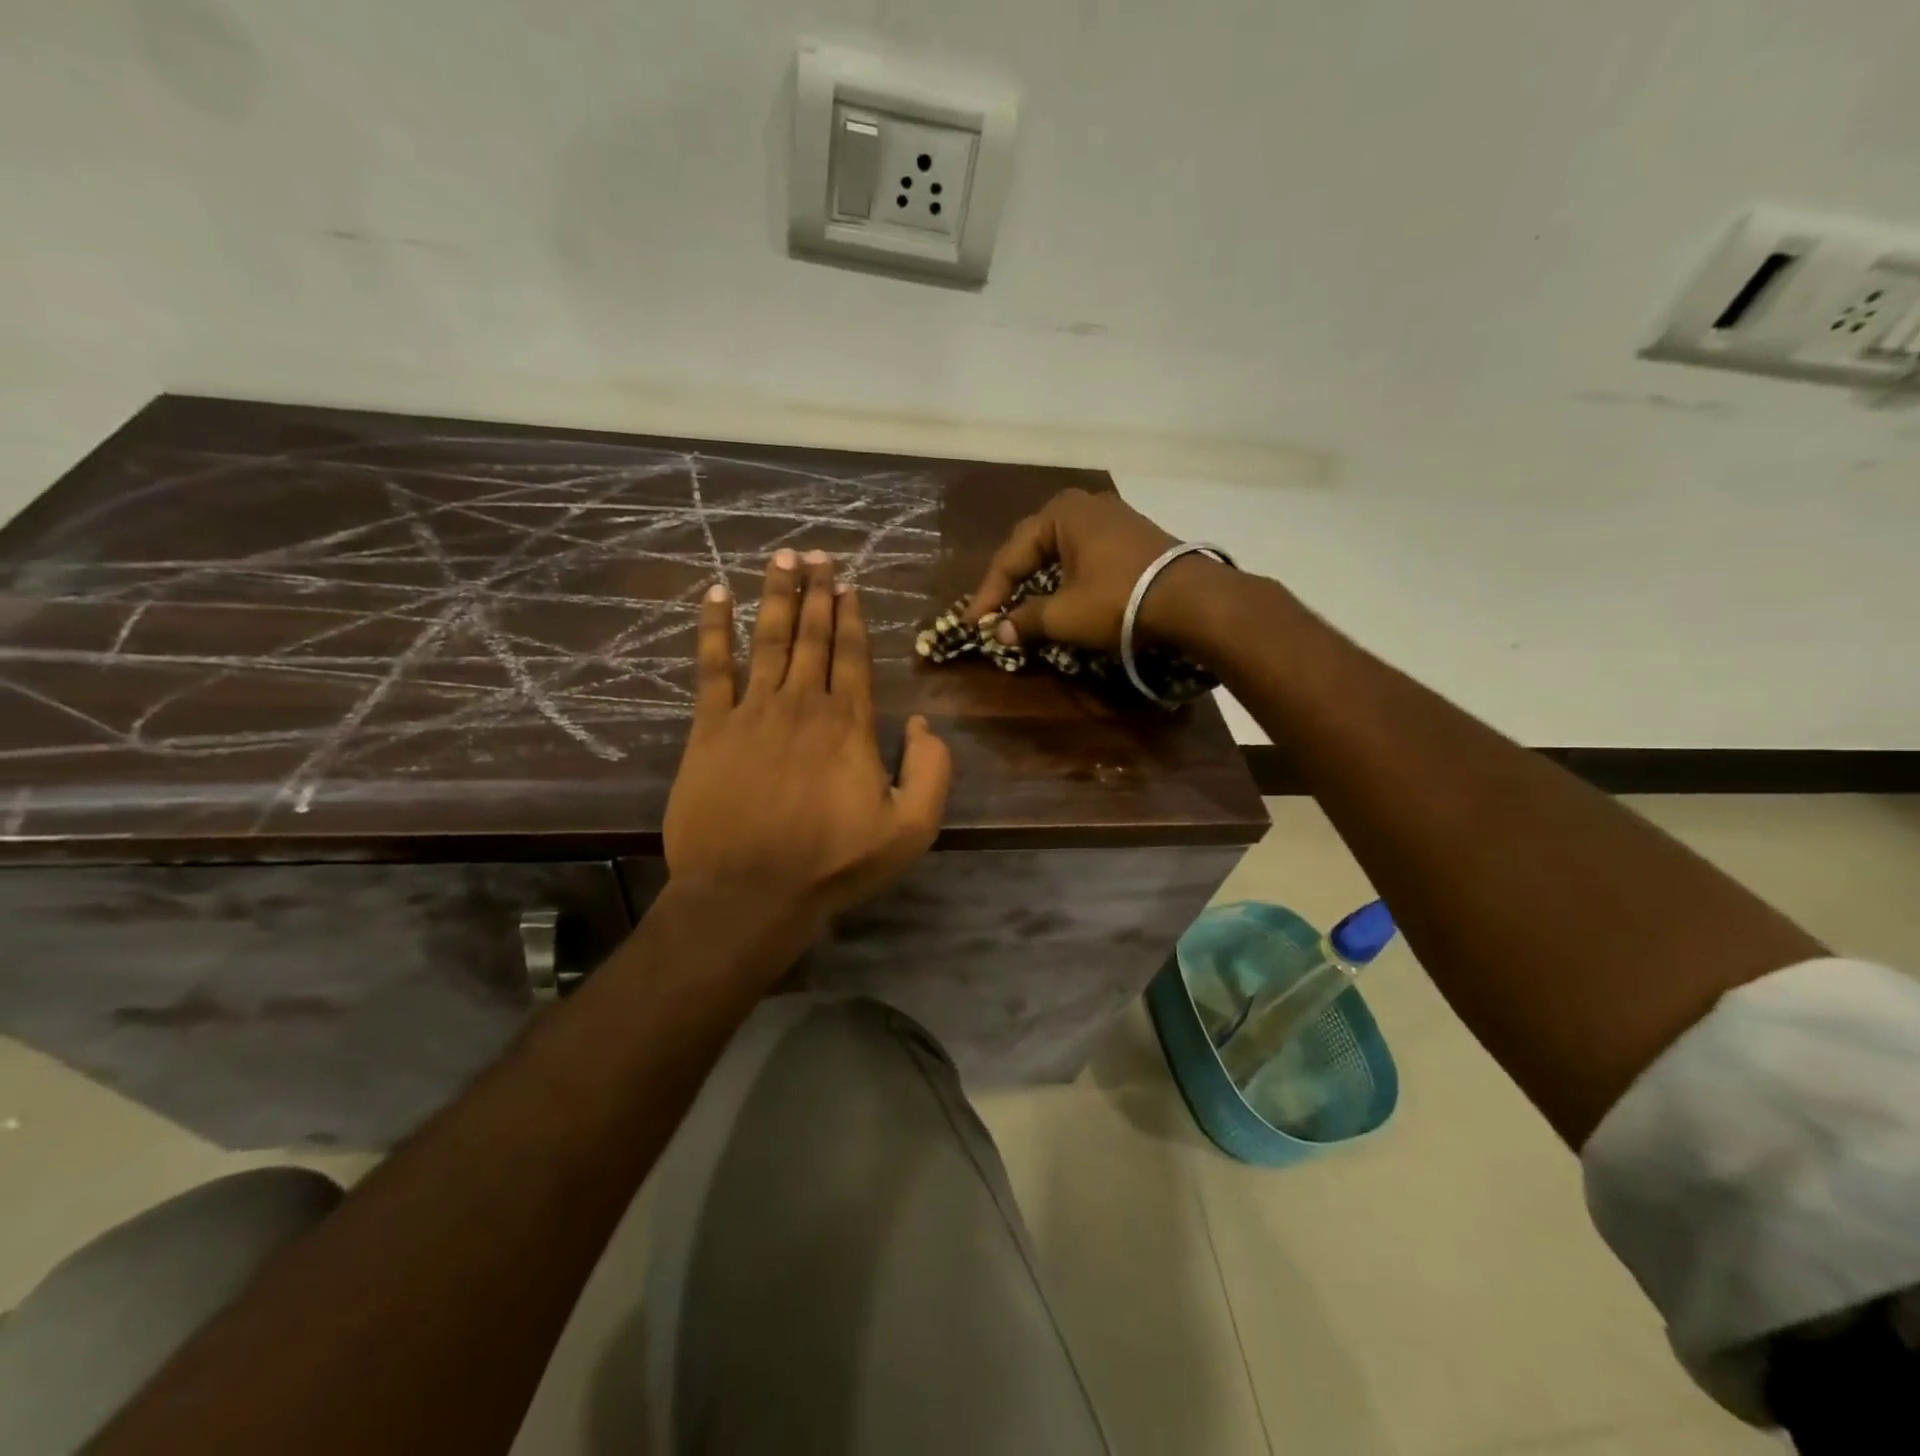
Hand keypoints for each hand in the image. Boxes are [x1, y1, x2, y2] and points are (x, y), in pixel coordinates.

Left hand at [664, 549, 950, 944]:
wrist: (750, 894)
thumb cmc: (833, 864)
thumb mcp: (911, 829)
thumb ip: (932, 772)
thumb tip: (925, 724)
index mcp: (850, 724)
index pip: (853, 655)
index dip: (851, 616)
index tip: (848, 583)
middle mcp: (804, 704)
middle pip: (812, 636)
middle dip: (816, 592)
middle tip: (817, 554)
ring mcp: (753, 712)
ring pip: (768, 639)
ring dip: (775, 595)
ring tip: (781, 558)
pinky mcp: (710, 729)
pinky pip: (712, 667)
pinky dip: (714, 629)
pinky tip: (715, 596)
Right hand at [965, 488, 1214, 652]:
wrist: (1191, 600)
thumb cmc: (1117, 600)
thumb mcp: (1064, 615)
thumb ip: (1026, 621)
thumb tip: (999, 632)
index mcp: (1060, 513)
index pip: (1010, 556)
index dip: (988, 594)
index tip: (973, 624)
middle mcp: (1085, 506)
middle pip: (1033, 547)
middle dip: (1011, 581)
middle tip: (994, 611)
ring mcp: (1113, 518)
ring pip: (1060, 551)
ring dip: (1039, 580)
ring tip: (1022, 605)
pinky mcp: (1133, 537)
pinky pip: (1085, 555)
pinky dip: (1066, 577)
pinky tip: (1062, 595)